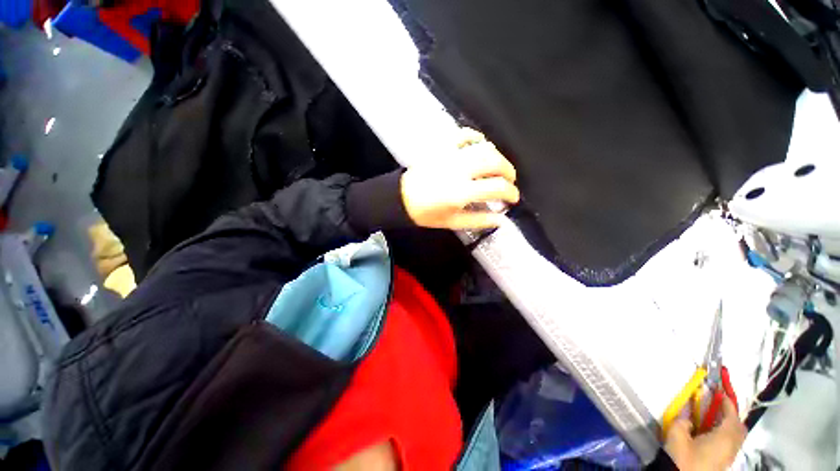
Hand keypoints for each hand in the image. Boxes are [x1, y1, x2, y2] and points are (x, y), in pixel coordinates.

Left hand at [400, 130, 519, 229]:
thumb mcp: (452, 222)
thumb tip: (501, 219)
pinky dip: (476, 137)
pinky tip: (480, 144)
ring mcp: (450, 155)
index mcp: (461, 192)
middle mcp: (459, 170)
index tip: (513, 198)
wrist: (401, 198)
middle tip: (509, 181)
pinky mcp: (441, 147)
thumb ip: (478, 221)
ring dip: (497, 156)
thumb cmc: (426, 214)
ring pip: (483, 147)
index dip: (511, 192)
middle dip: (508, 171)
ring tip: (497, 167)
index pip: (497, 187)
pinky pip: (463, 135)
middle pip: (494, 162)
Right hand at [664, 398, 745, 470]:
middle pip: (739, 428)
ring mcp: (729, 457)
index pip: (732, 416)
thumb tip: (689, 419)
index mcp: (724, 437)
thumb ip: (683, 421)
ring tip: (715, 420)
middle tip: (720, 407)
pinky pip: (730, 445)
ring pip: (736, 438)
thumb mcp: (676, 434)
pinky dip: (726, 435)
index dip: (727, 403)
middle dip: (732, 416)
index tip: (720, 393)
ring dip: (729, 426)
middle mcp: (732, 446)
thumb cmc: (682, 456)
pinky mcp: (723, 463)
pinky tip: (711, 435)